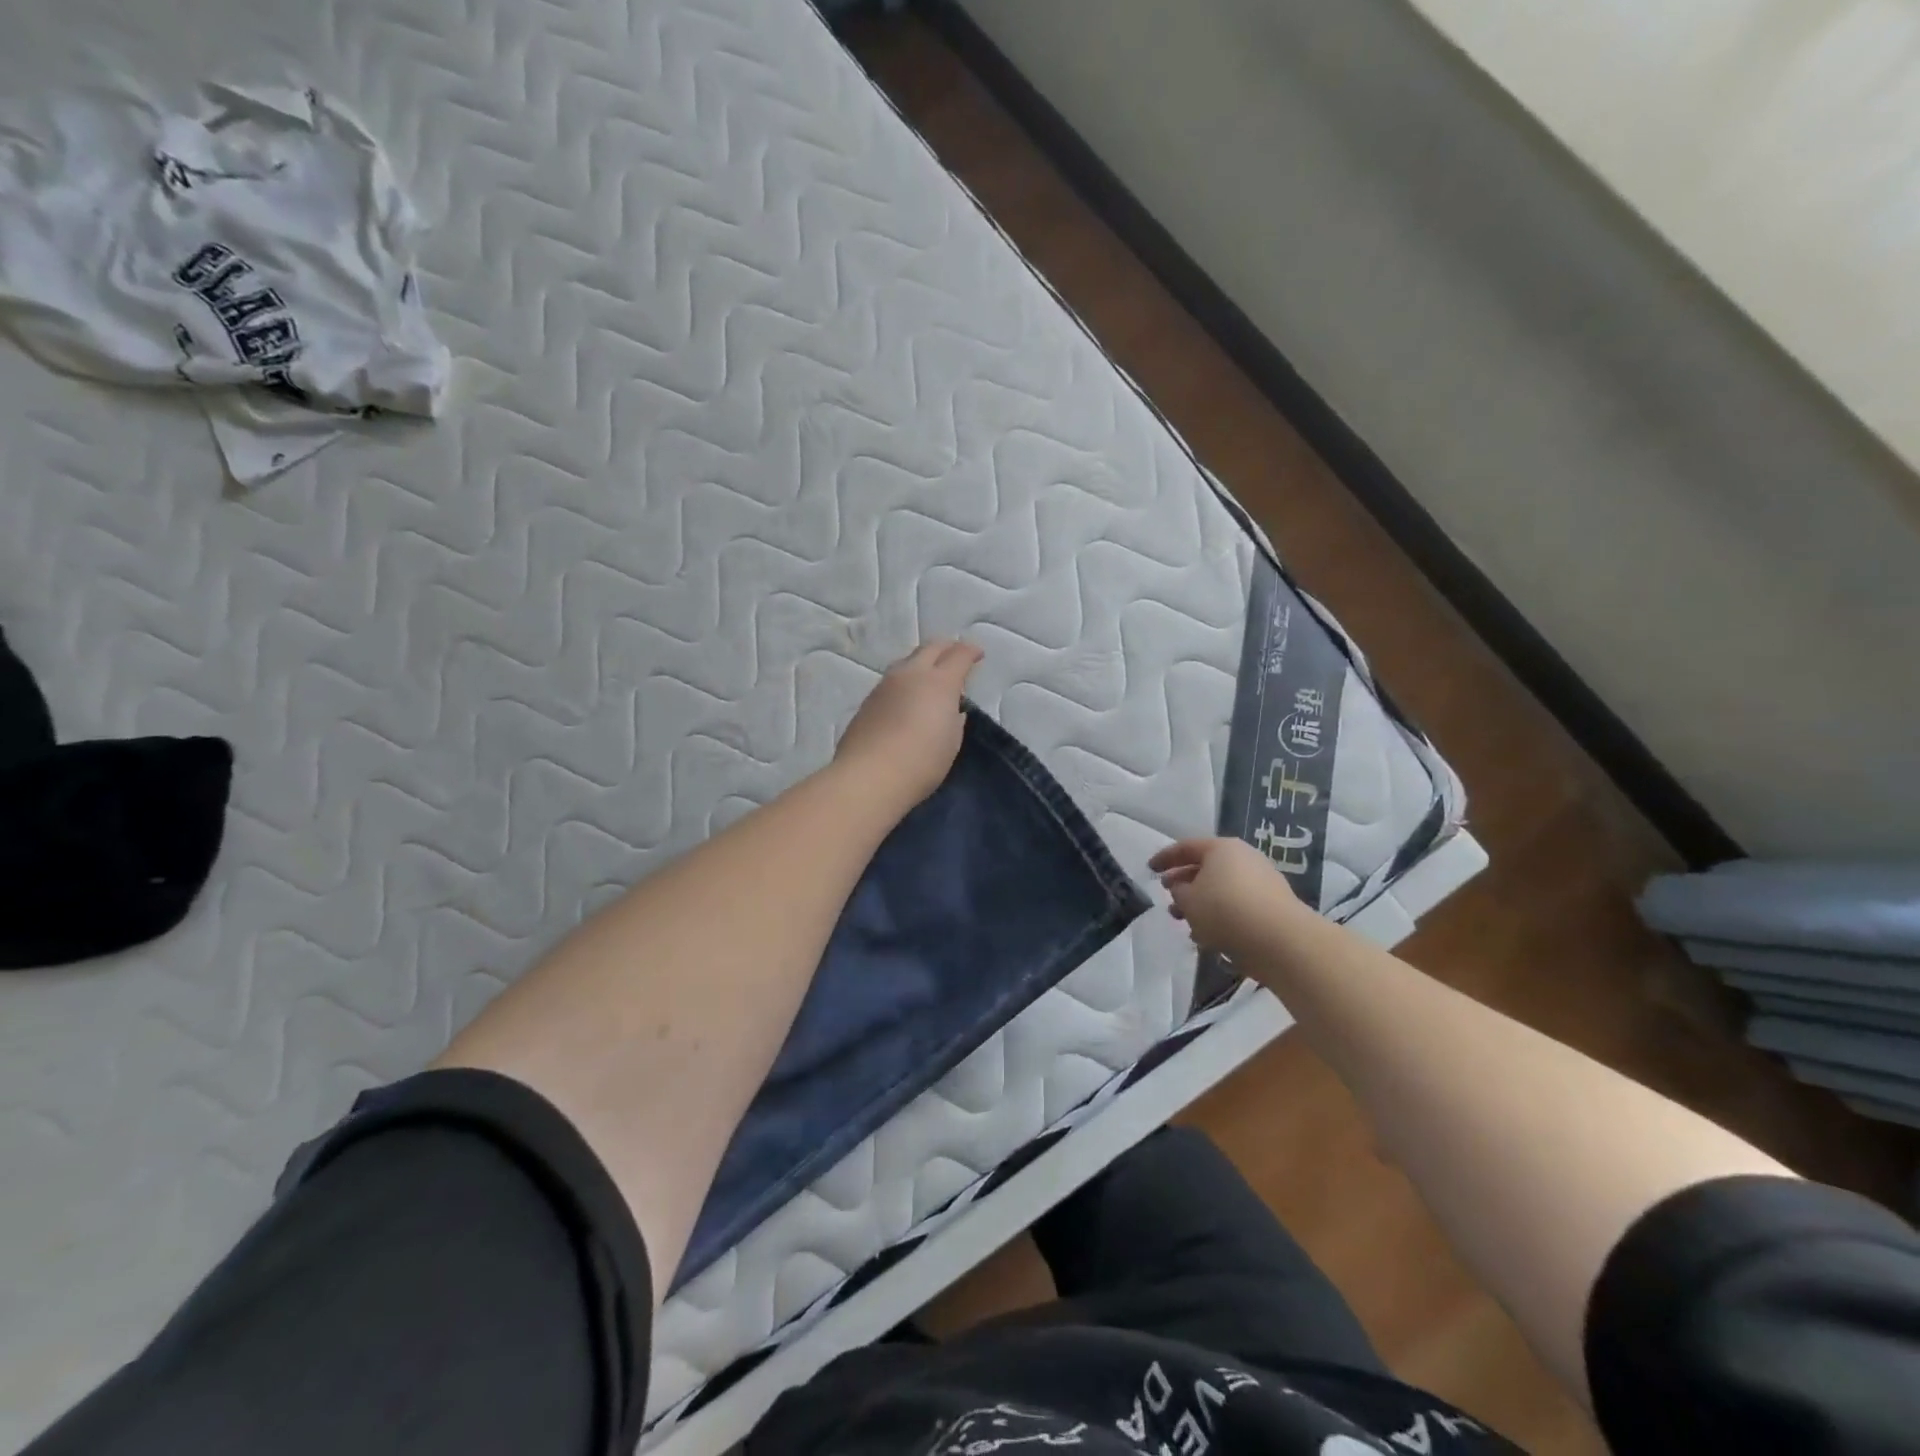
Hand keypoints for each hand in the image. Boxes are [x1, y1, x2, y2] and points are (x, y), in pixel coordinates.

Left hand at [835, 640, 982, 809]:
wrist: (869, 776)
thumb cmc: (922, 762)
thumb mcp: (951, 742)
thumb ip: (954, 720)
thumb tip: (952, 710)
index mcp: (939, 682)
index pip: (959, 655)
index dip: (971, 652)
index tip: (977, 654)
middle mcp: (911, 674)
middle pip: (930, 648)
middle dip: (947, 648)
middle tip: (956, 656)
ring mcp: (885, 685)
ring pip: (907, 661)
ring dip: (923, 662)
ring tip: (930, 677)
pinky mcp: (868, 701)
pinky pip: (891, 681)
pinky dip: (905, 681)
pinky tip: (907, 698)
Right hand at [1148, 837, 1306, 959]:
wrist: (1280, 940)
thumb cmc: (1225, 911)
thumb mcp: (1188, 900)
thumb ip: (1178, 891)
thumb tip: (1180, 887)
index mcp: (1221, 848)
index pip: (1186, 847)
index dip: (1164, 858)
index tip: (1150, 869)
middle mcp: (1244, 858)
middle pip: (1206, 867)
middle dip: (1184, 883)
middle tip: (1168, 896)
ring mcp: (1262, 881)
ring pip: (1221, 889)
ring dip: (1201, 904)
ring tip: (1186, 922)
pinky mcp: (1273, 905)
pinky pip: (1237, 905)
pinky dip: (1221, 915)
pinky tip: (1209, 935)